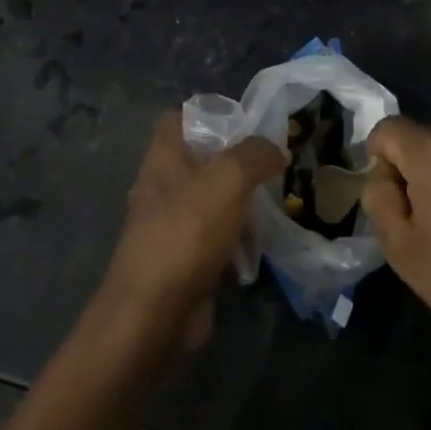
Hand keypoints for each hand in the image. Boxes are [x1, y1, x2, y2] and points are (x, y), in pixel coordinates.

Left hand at [99, 111, 286, 351]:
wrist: (154, 315)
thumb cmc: (186, 232)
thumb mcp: (228, 179)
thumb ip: (255, 154)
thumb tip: (276, 148)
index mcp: (163, 157)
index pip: (180, 118)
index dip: (211, 114)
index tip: (248, 124)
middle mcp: (163, 186)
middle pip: (203, 160)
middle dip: (237, 161)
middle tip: (274, 164)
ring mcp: (172, 226)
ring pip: (213, 201)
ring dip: (242, 202)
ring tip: (276, 201)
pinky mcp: (184, 261)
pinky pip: (216, 239)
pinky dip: (237, 240)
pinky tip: (262, 245)